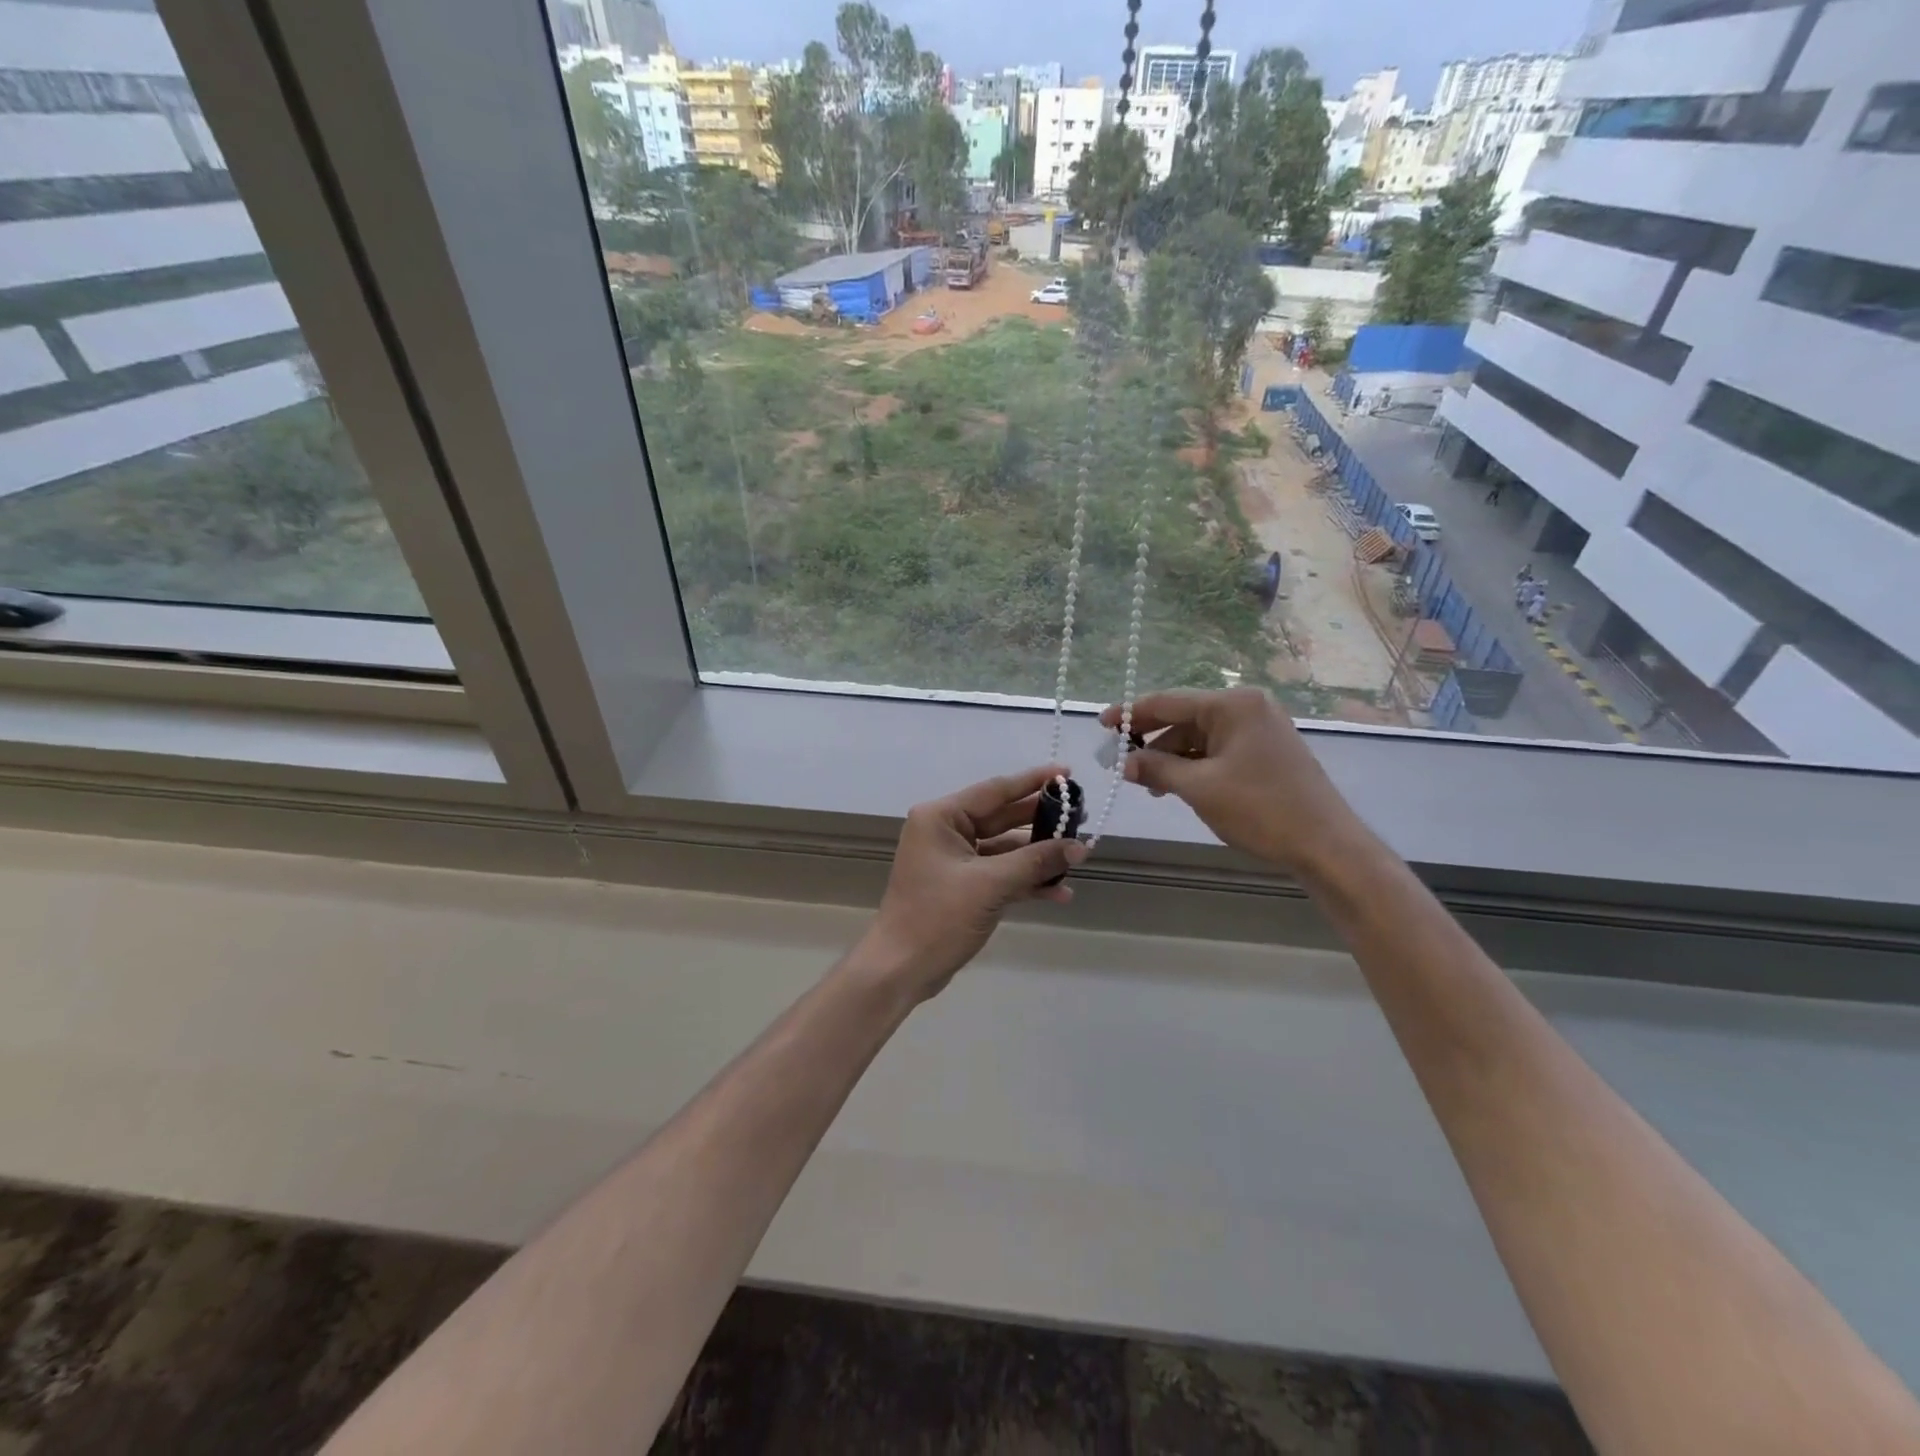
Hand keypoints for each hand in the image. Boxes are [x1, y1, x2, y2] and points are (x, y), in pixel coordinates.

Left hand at [859, 765, 1086, 1001]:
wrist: (901, 969)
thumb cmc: (937, 917)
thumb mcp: (990, 885)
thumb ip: (1035, 861)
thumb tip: (1080, 846)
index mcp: (941, 817)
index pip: (995, 790)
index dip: (1033, 781)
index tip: (1067, 773)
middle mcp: (945, 831)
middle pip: (1002, 817)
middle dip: (1041, 821)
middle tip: (1080, 815)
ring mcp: (953, 860)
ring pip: (1005, 849)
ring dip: (1038, 856)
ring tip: (1079, 857)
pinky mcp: (962, 886)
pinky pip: (1000, 874)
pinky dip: (1026, 881)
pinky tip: (1059, 892)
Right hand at [1101, 688, 1359, 873]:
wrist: (1326, 844)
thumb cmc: (1261, 809)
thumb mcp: (1199, 789)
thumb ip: (1157, 769)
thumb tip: (1125, 763)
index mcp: (1232, 705)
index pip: (1168, 702)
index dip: (1131, 714)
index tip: (1102, 725)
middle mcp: (1247, 707)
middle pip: (1184, 718)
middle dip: (1152, 742)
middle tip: (1121, 763)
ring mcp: (1260, 728)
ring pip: (1200, 737)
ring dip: (1172, 758)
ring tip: (1149, 786)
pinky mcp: (1266, 750)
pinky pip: (1218, 750)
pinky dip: (1195, 766)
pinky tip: (1178, 787)